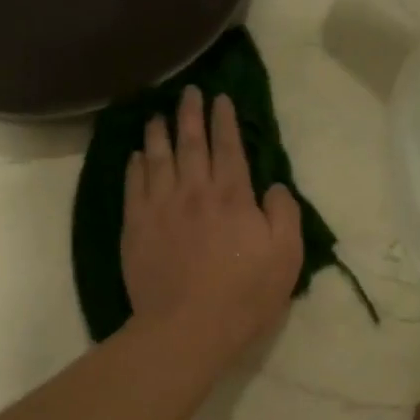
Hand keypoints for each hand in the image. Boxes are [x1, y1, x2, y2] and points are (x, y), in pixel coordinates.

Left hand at [122, 85, 304, 369]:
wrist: (188, 327)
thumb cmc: (244, 295)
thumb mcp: (286, 256)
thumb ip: (284, 214)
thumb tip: (275, 186)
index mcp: (232, 196)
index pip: (229, 147)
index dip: (225, 120)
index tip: (221, 99)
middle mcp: (194, 191)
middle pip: (191, 143)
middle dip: (191, 114)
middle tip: (188, 92)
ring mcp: (160, 207)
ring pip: (158, 159)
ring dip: (159, 134)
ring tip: (158, 116)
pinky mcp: (136, 227)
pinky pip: (134, 186)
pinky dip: (135, 167)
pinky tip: (135, 156)